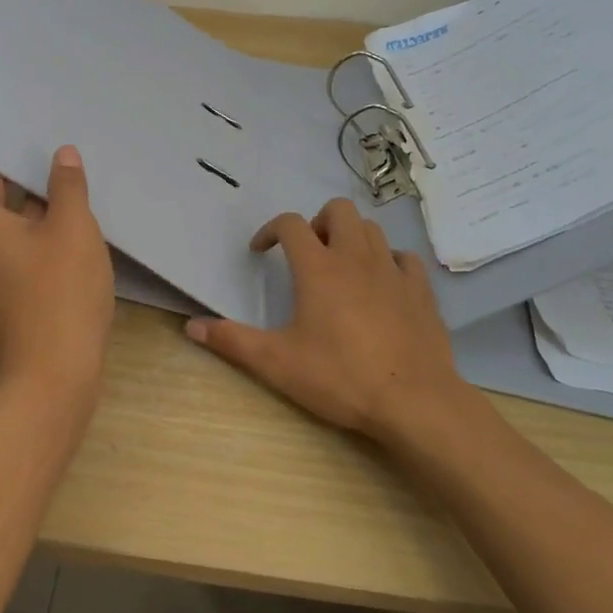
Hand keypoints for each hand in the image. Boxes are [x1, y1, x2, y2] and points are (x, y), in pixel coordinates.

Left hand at [0, 79, 115, 392]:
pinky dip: (33, 208)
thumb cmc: (59, 295)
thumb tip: (62, 158)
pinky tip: (63, 198)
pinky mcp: (12, 281)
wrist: (56, 374)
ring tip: (38, 145)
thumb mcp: (73, 232)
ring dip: (15, 180)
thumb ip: (67, 189)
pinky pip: (17, 229)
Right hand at [185, 198, 461, 437]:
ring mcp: (393, 271)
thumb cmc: (341, 378)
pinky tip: (381, 285)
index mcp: (318, 268)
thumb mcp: (277, 363)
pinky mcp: (421, 290)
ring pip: (372, 229)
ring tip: (341, 268)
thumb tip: (191, 326)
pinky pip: (404, 258)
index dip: (270, 230)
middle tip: (308, 254)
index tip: (261, 251)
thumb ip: (232, 341)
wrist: (414, 401)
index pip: (290, 224)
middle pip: (338, 211)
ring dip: (352, 237)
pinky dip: (388, 261)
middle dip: (318, 222)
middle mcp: (356, 258)